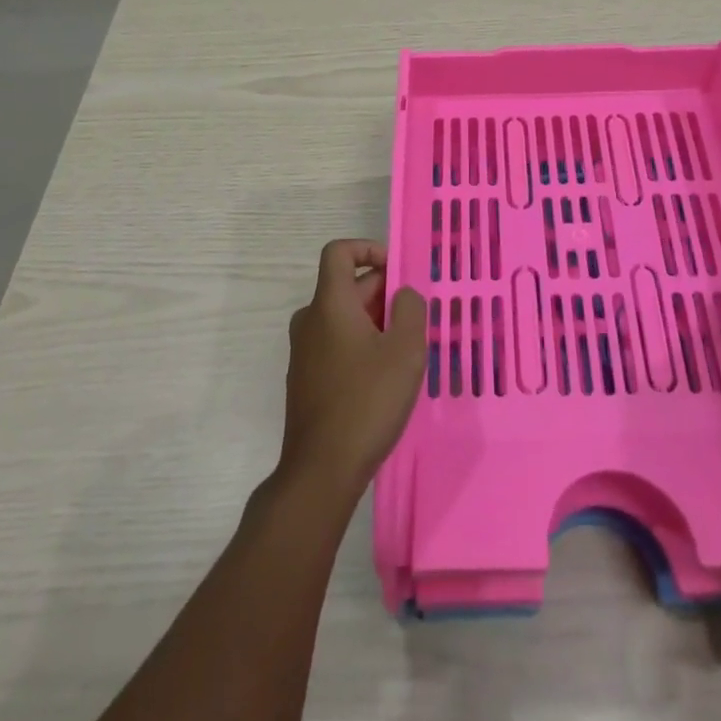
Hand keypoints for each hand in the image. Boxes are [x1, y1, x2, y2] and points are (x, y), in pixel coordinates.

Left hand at [280, 240, 426, 498]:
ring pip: (343, 318)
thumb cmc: (367, 402)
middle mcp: (310, 320)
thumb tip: (403, 295)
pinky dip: (361, 345)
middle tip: (416, 321)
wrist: (321, 471)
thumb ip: (411, 309)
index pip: (339, 252)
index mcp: (329, 304)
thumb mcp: (405, 350)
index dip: (368, 249)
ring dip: (375, 322)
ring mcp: (304, 351)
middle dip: (383, 293)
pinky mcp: (306, 379)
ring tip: (405, 351)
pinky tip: (383, 378)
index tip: (397, 271)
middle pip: (346, 286)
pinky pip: (336, 344)